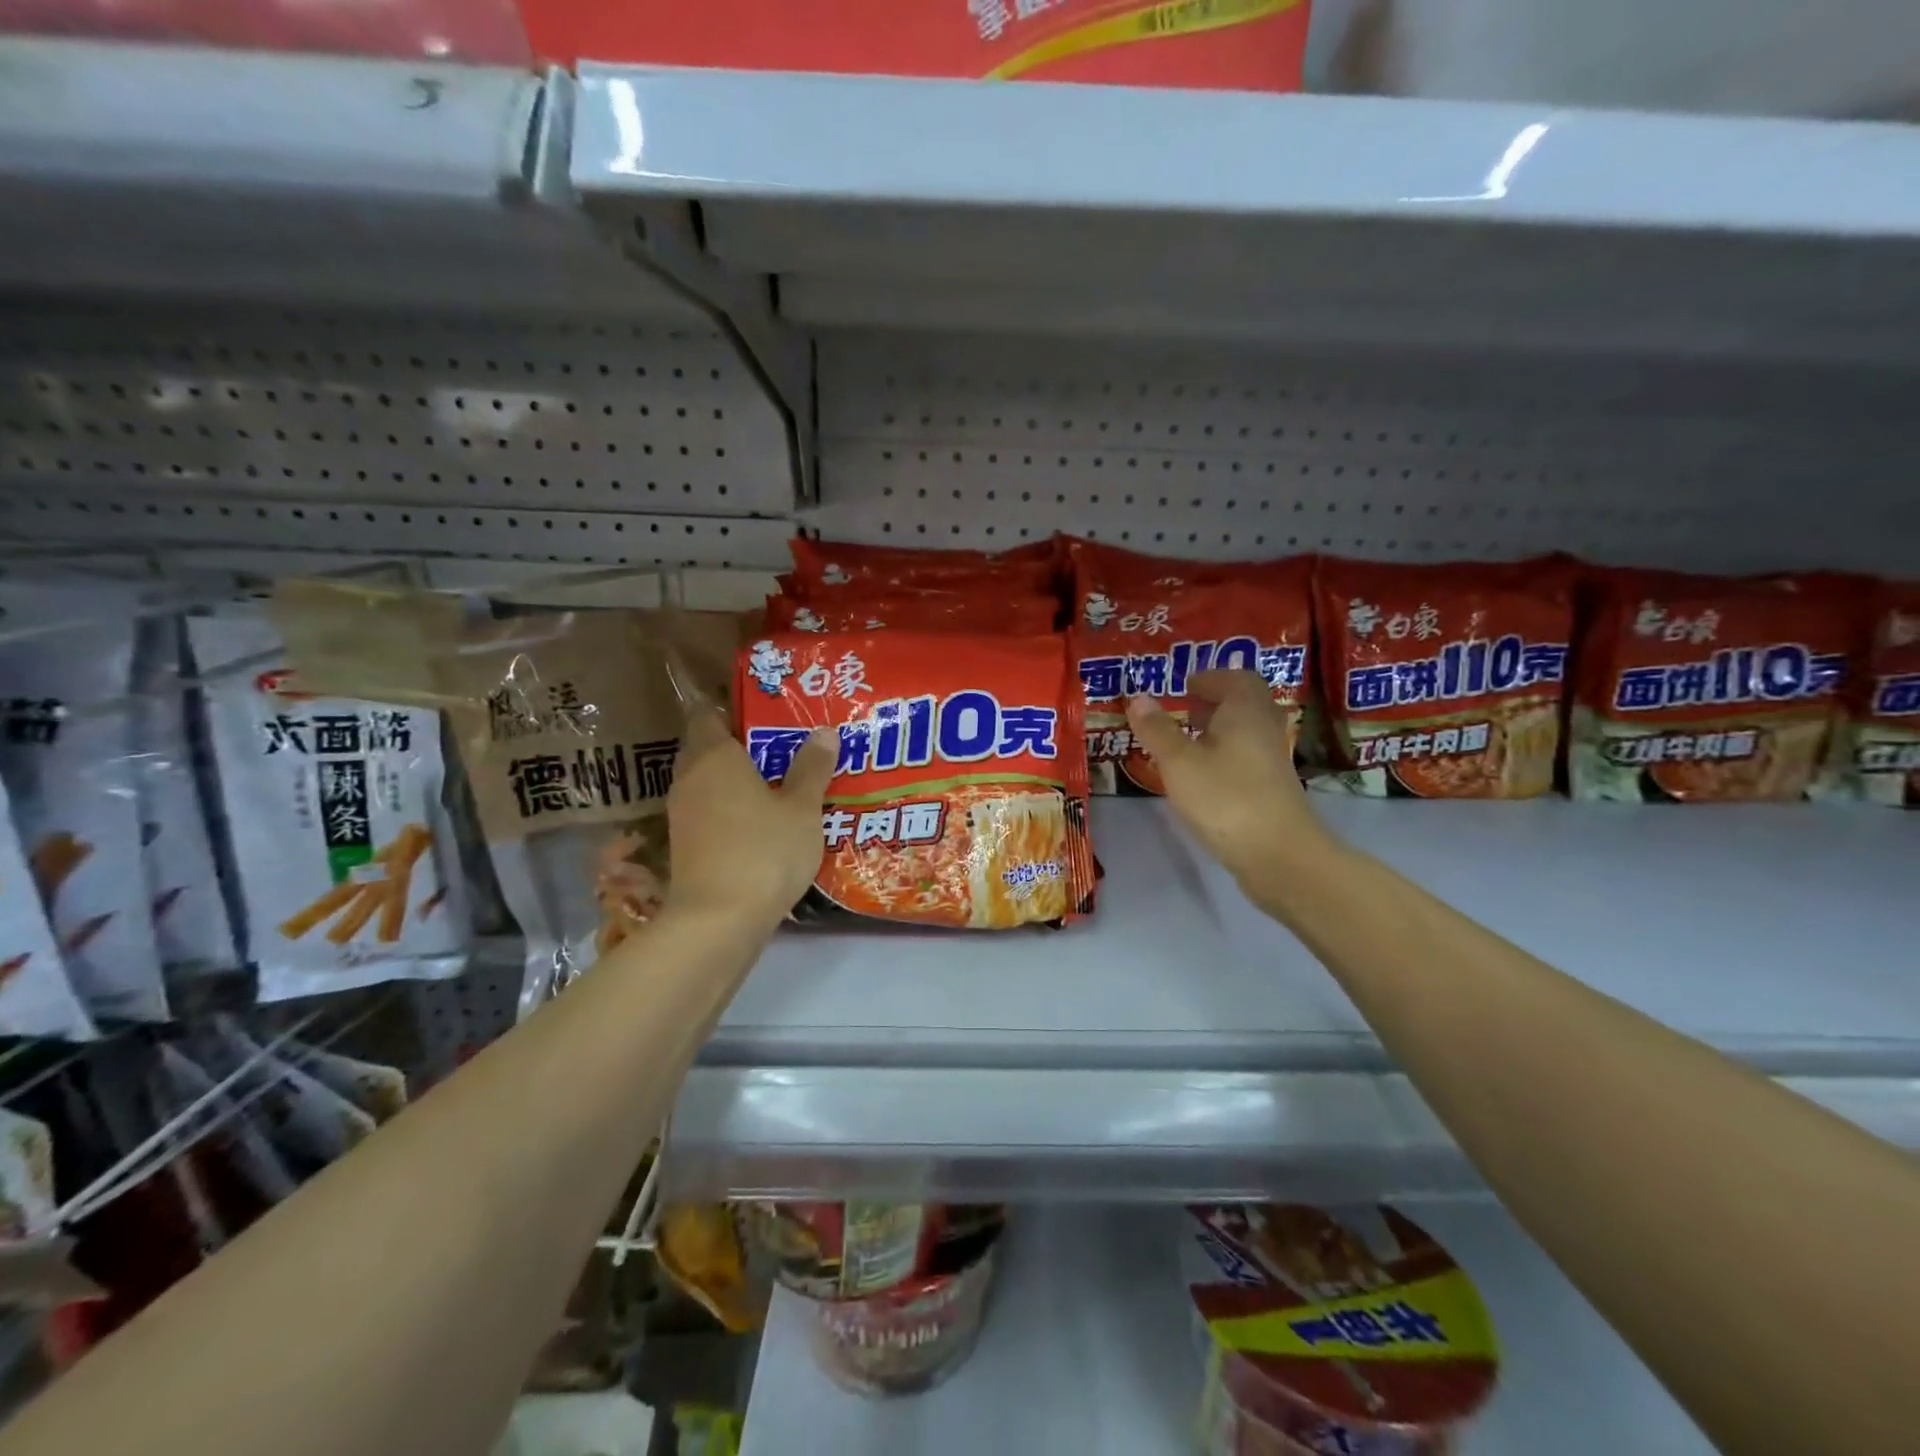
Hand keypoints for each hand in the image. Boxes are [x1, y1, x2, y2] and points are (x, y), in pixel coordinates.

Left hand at [665, 706, 836, 924]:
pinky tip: (761, 821)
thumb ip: (812, 768)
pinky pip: (707, 810)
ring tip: (777, 782)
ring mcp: (682, 813)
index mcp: (714, 756)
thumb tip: (824, 731)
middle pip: (706, 747)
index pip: (708, 714)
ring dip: (734, 779)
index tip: (766, 713)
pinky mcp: (684, 844)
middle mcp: (689, 778)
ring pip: (706, 781)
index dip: (733, 709)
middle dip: (739, 745)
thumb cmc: (764, 851)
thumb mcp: (801, 808)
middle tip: (781, 747)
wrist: (718, 920)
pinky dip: (729, 808)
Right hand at [1126, 670, 1338, 898]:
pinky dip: (1225, 755)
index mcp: (1245, 711)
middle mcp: (1264, 729)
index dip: (1210, 678)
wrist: (1279, 855)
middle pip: (1245, 703)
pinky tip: (1203, 775)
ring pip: (1246, 732)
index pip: (1236, 678)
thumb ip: (1157, 730)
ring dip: (1219, 730)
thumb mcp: (1179, 763)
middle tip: (1185, 710)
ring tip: (1188, 742)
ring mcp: (1272, 761)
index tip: (1185, 686)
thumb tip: (1138, 696)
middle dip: (1215, 701)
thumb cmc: (1225, 798)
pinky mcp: (1271, 789)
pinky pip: (1247, 757)